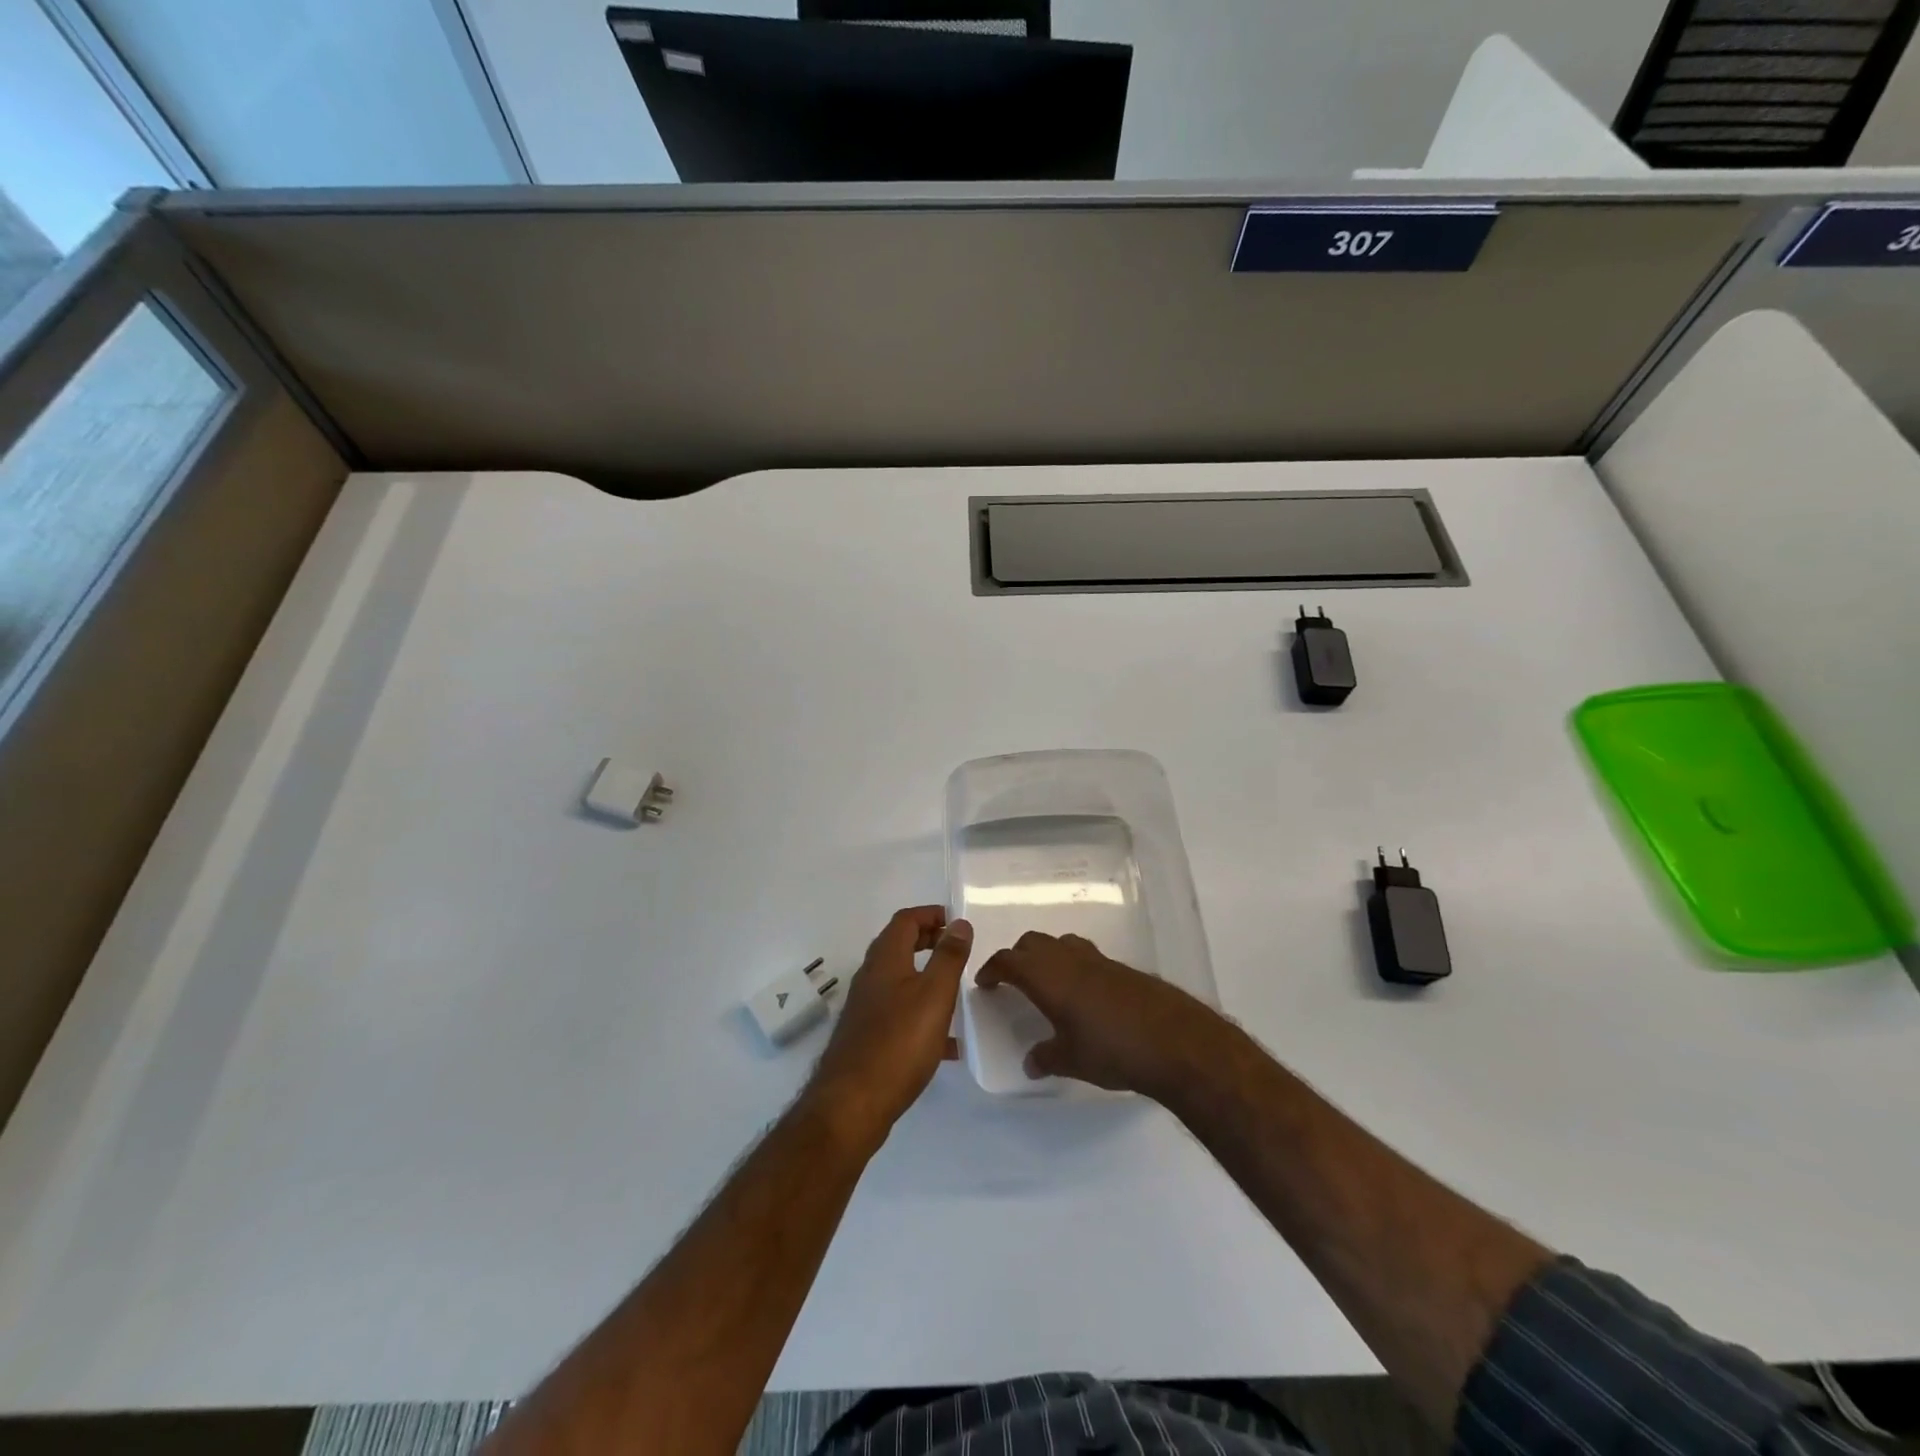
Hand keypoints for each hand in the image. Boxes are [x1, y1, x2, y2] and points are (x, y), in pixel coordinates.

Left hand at [809, 907, 972, 1149]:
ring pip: (899, 980)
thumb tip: (959, 923)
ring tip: (956, 991)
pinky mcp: (867, 1037)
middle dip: (928, 941)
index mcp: (886, 959)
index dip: (930, 915)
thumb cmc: (898, 1043)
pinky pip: (899, 1013)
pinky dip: (922, 1014)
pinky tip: (947, 1044)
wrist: (851, 1104)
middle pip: (899, 946)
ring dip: (926, 977)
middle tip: (958, 950)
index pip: (905, 920)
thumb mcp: (934, 995)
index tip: (957, 922)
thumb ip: (949, 957)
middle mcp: (871, 977)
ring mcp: (866, 1008)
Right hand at [975, 932, 1222, 1098]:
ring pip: (1061, 943)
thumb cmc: (1112, 1049)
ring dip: (1046, 955)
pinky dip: (1073, 964)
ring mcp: (1097, 959)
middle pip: (1032, 943)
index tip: (985, 982)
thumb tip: (1031, 1063)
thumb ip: (1046, 1058)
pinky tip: (1082, 993)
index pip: (1009, 960)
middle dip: (1017, 957)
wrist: (1173, 1040)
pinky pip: (1085, 955)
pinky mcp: (1121, 967)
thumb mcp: (1072, 1060)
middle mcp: (1068, 959)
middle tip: (1012, 980)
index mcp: (1047, 977)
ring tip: (1046, 982)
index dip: (992, 968)